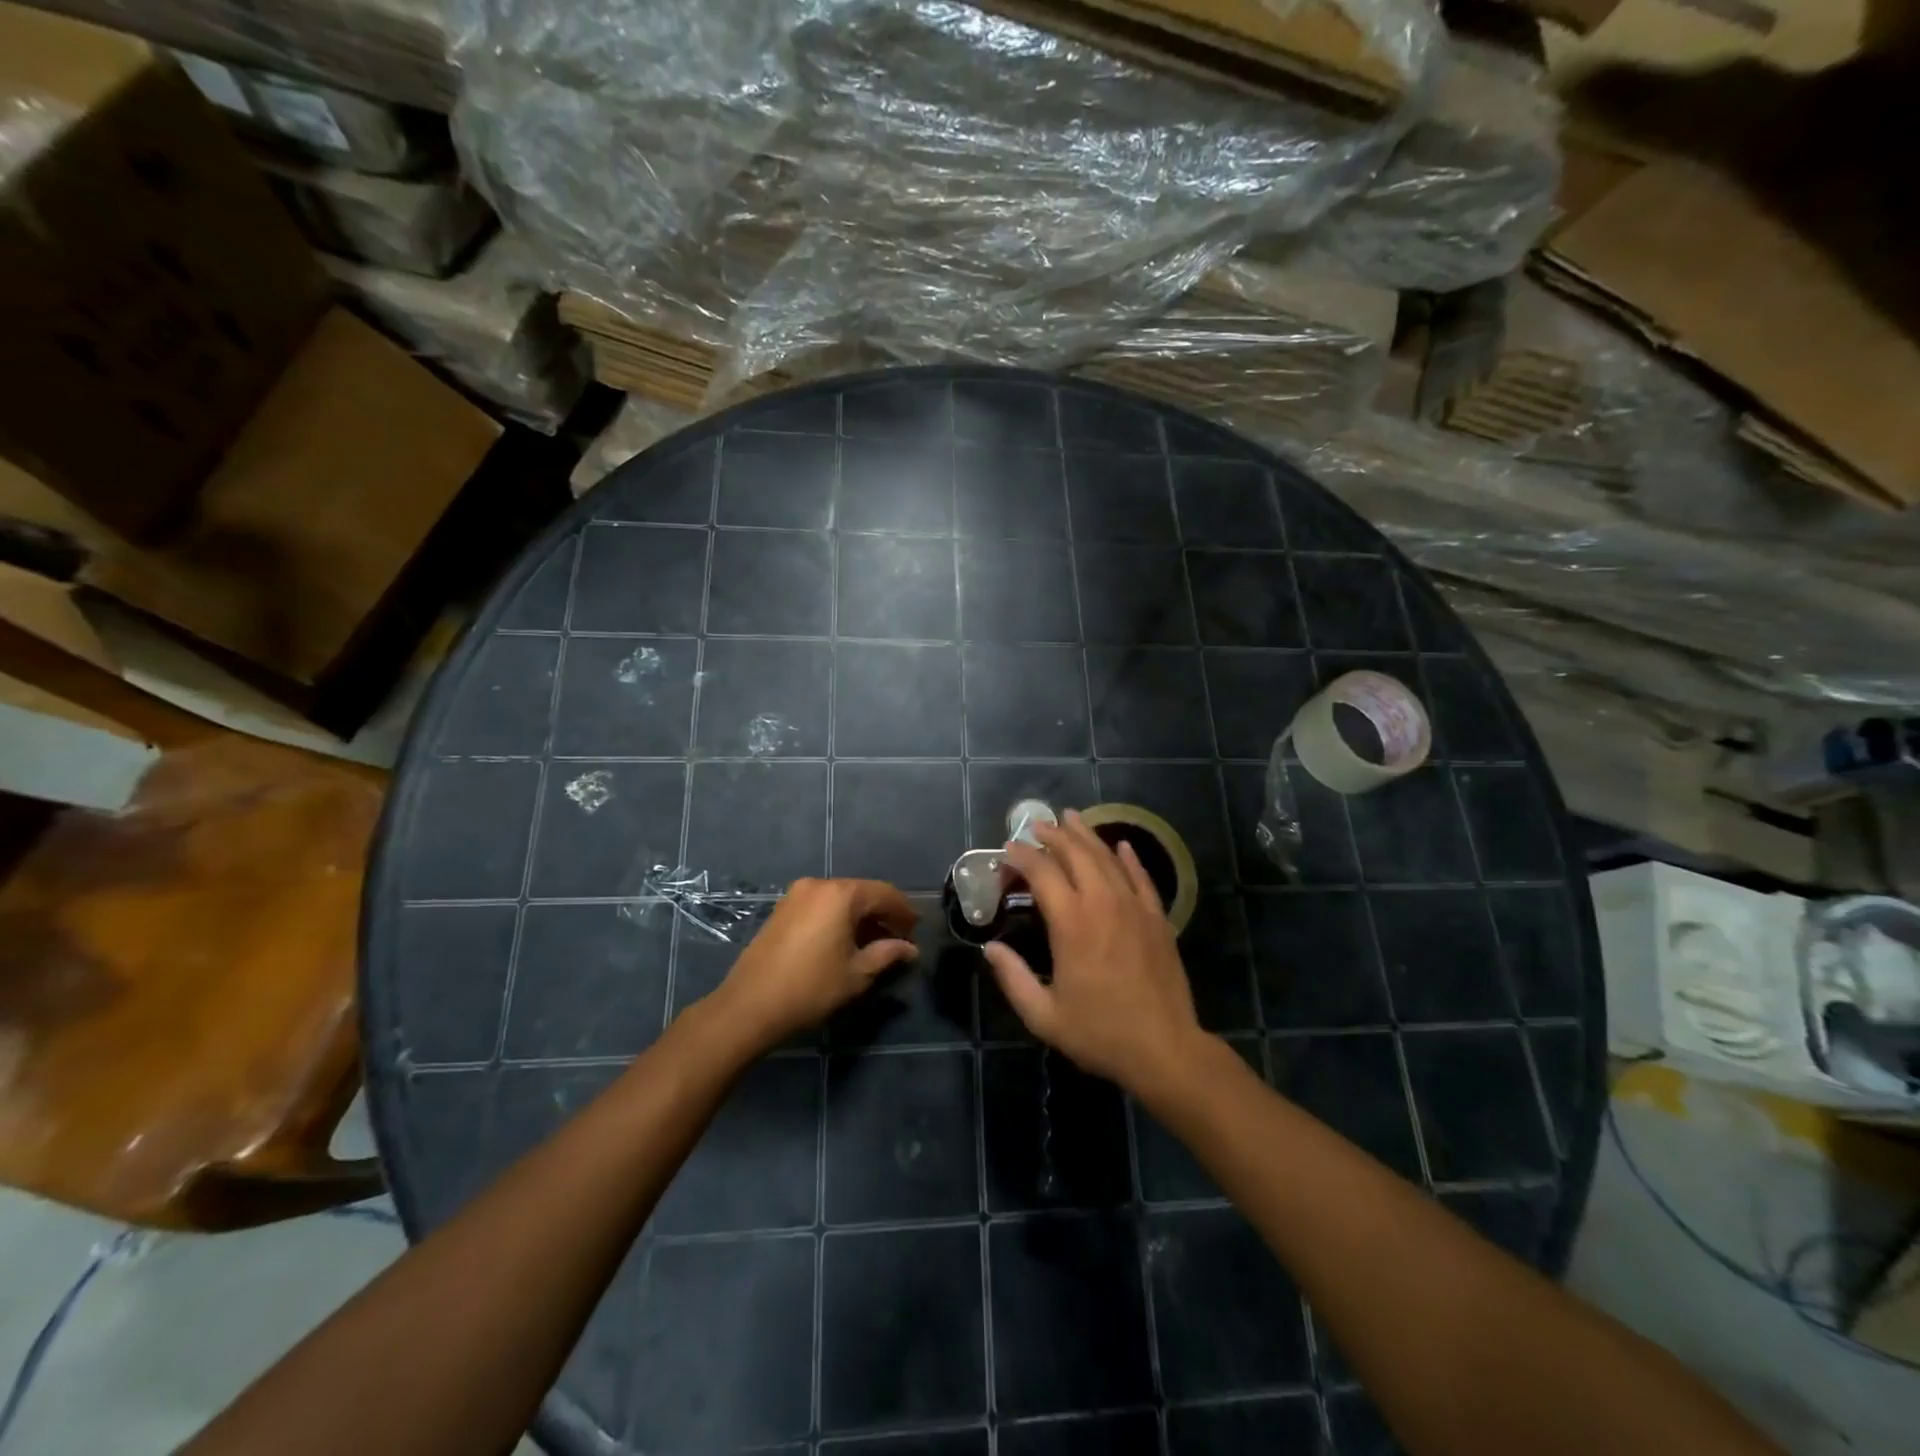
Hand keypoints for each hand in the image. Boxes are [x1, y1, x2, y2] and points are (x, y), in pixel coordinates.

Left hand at [717, 878, 918, 1051]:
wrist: (749, 1005)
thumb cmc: (811, 988)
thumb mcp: (857, 974)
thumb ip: (888, 954)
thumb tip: (910, 949)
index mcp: (842, 894)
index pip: (885, 894)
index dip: (904, 912)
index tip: (916, 933)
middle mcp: (819, 885)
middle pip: (862, 893)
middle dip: (882, 914)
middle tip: (898, 939)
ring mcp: (796, 895)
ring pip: (840, 899)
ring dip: (860, 917)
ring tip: (873, 943)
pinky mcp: (782, 909)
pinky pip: (821, 906)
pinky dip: (837, 918)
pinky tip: (844, 941)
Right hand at [984, 811, 1205, 1099]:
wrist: (1165, 1049)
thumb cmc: (1100, 1032)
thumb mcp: (1044, 1015)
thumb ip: (1013, 978)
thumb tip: (990, 948)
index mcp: (1072, 923)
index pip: (1042, 872)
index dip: (1022, 856)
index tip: (1008, 849)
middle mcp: (1102, 903)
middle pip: (1076, 854)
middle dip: (1053, 835)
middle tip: (1036, 825)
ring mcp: (1134, 907)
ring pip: (1108, 858)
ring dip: (1086, 836)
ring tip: (1070, 818)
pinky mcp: (1157, 918)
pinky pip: (1141, 877)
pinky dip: (1128, 857)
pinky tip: (1121, 845)